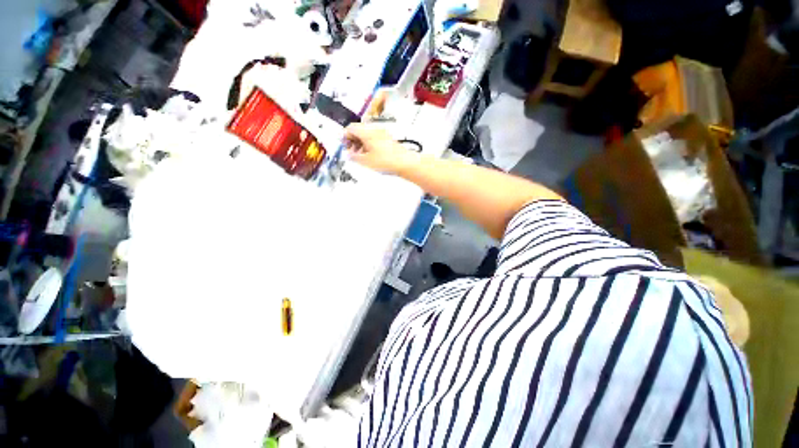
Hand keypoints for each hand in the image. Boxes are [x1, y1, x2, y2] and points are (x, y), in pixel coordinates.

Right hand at [344, 124, 417, 174]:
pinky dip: (369, 145)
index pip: (350, 128)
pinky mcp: (388, 139)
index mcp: (367, 132)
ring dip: (361, 143)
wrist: (405, 162)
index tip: (344, 146)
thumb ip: (354, 157)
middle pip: (358, 130)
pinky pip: (374, 138)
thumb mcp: (366, 161)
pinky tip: (370, 155)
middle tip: (351, 151)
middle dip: (352, 140)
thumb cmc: (387, 161)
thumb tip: (349, 155)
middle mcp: (374, 129)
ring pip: (367, 134)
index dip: (345, 137)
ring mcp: (382, 133)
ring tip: (361, 155)